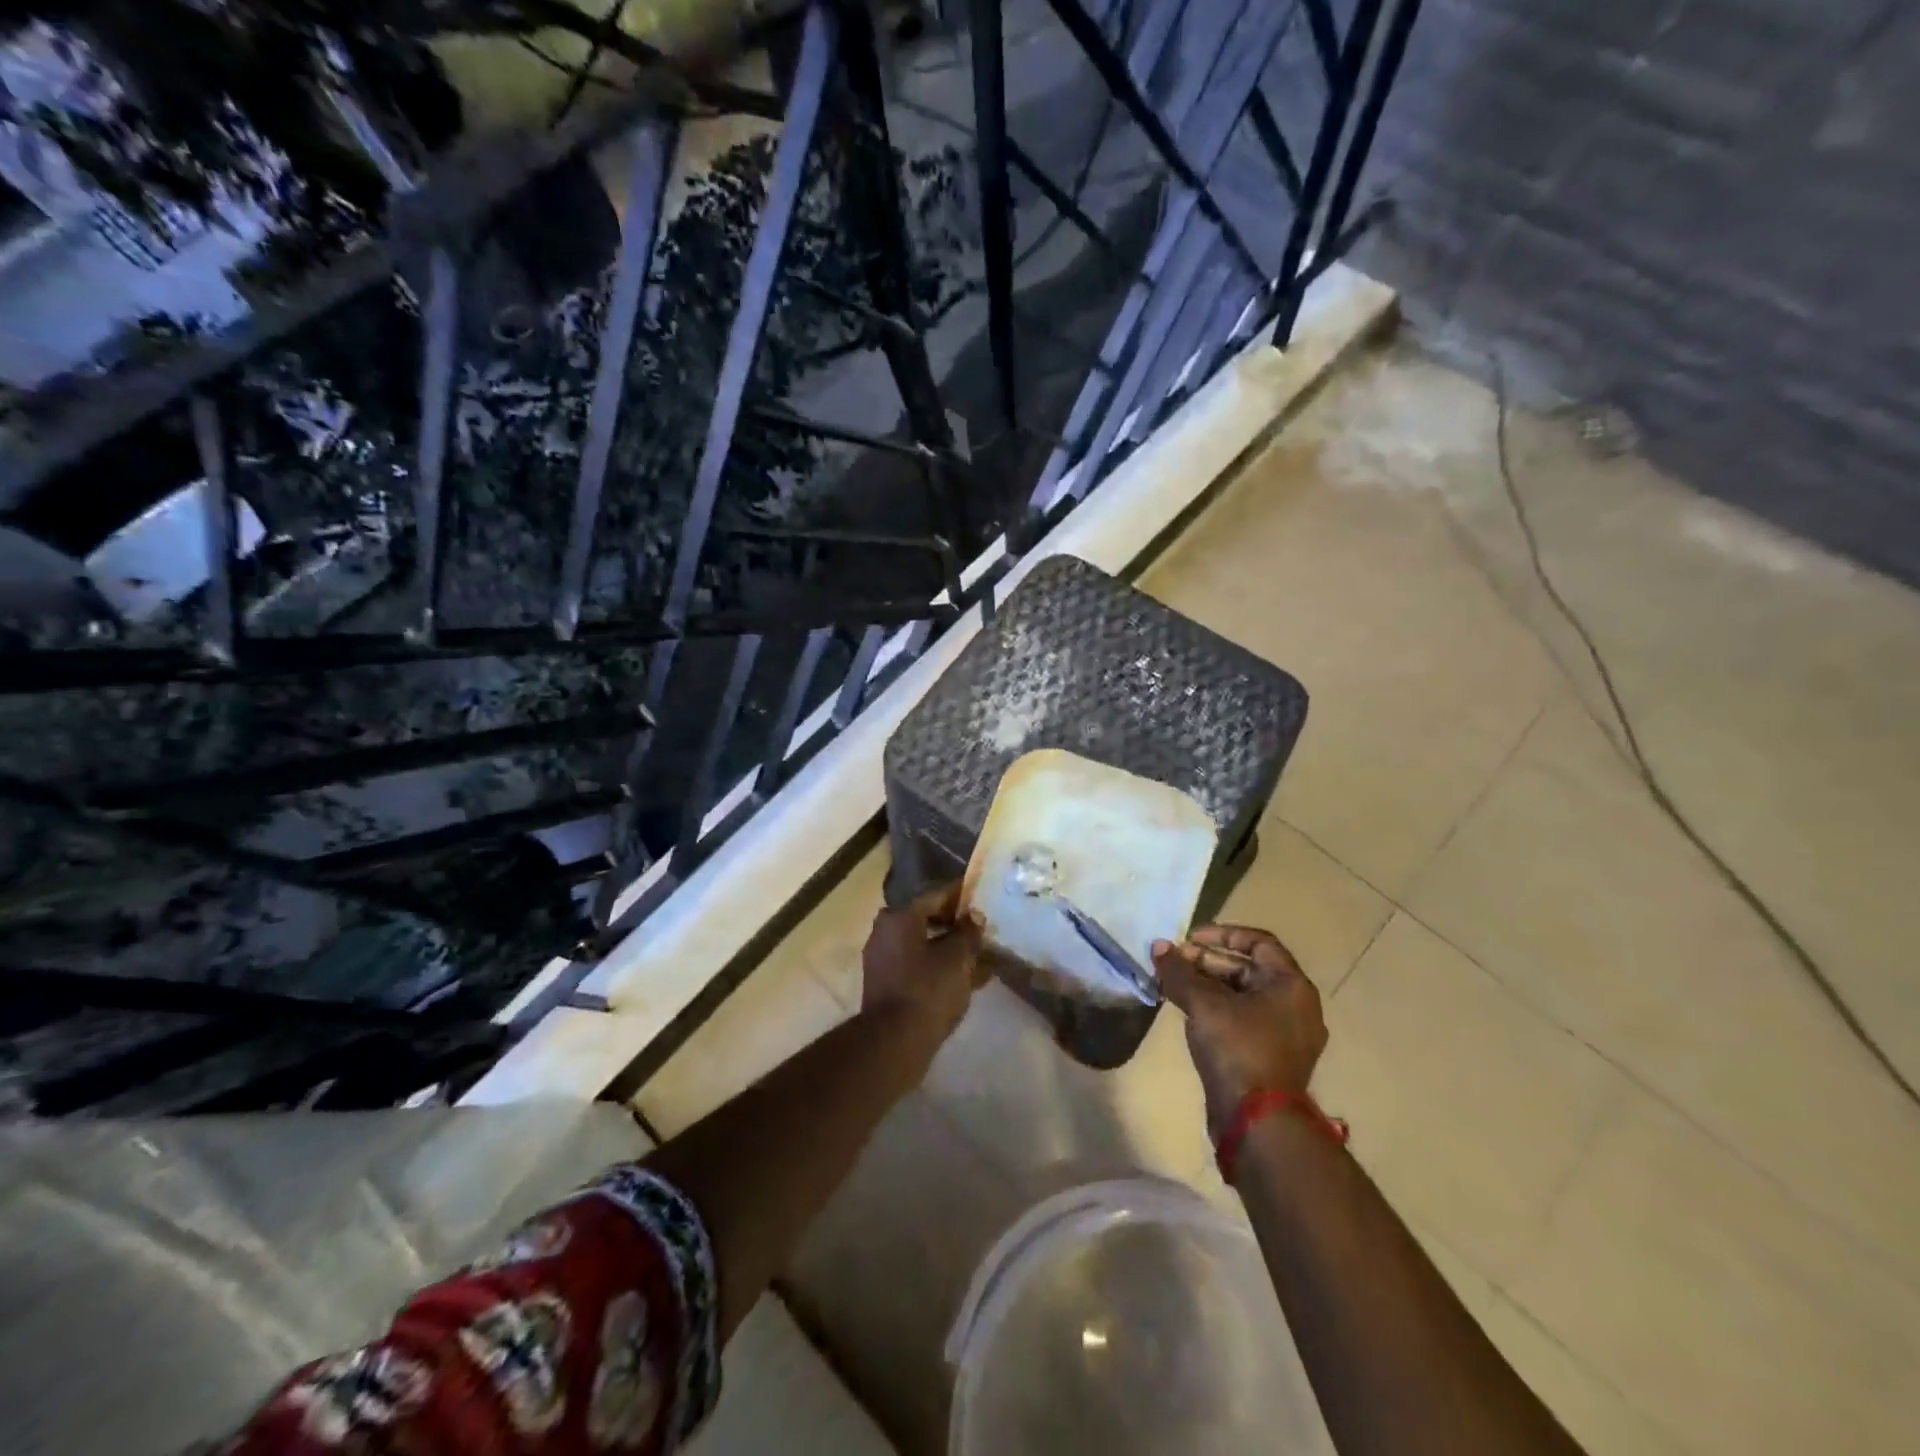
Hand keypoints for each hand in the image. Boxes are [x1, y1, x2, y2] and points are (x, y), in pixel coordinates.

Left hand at [862, 883, 986, 1044]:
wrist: (894, 1042)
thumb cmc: (927, 990)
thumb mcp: (957, 958)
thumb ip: (969, 933)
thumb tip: (974, 917)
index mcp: (900, 916)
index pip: (936, 895)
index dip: (962, 896)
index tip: (983, 897)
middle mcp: (885, 931)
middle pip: (928, 919)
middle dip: (957, 924)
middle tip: (983, 928)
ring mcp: (882, 958)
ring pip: (924, 944)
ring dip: (950, 947)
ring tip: (981, 954)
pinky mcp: (886, 983)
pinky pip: (917, 964)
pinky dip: (939, 966)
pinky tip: (966, 977)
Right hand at [1152, 924, 1326, 1138]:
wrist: (1258, 1123)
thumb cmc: (1238, 1049)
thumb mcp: (1203, 1004)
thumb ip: (1179, 972)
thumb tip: (1159, 946)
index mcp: (1291, 985)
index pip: (1258, 942)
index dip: (1222, 934)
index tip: (1189, 939)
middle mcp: (1295, 1006)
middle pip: (1248, 970)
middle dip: (1207, 963)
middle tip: (1173, 964)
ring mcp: (1286, 1036)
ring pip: (1242, 997)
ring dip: (1207, 987)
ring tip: (1173, 986)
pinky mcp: (1271, 1059)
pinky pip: (1243, 1021)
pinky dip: (1216, 1011)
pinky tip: (1188, 1014)